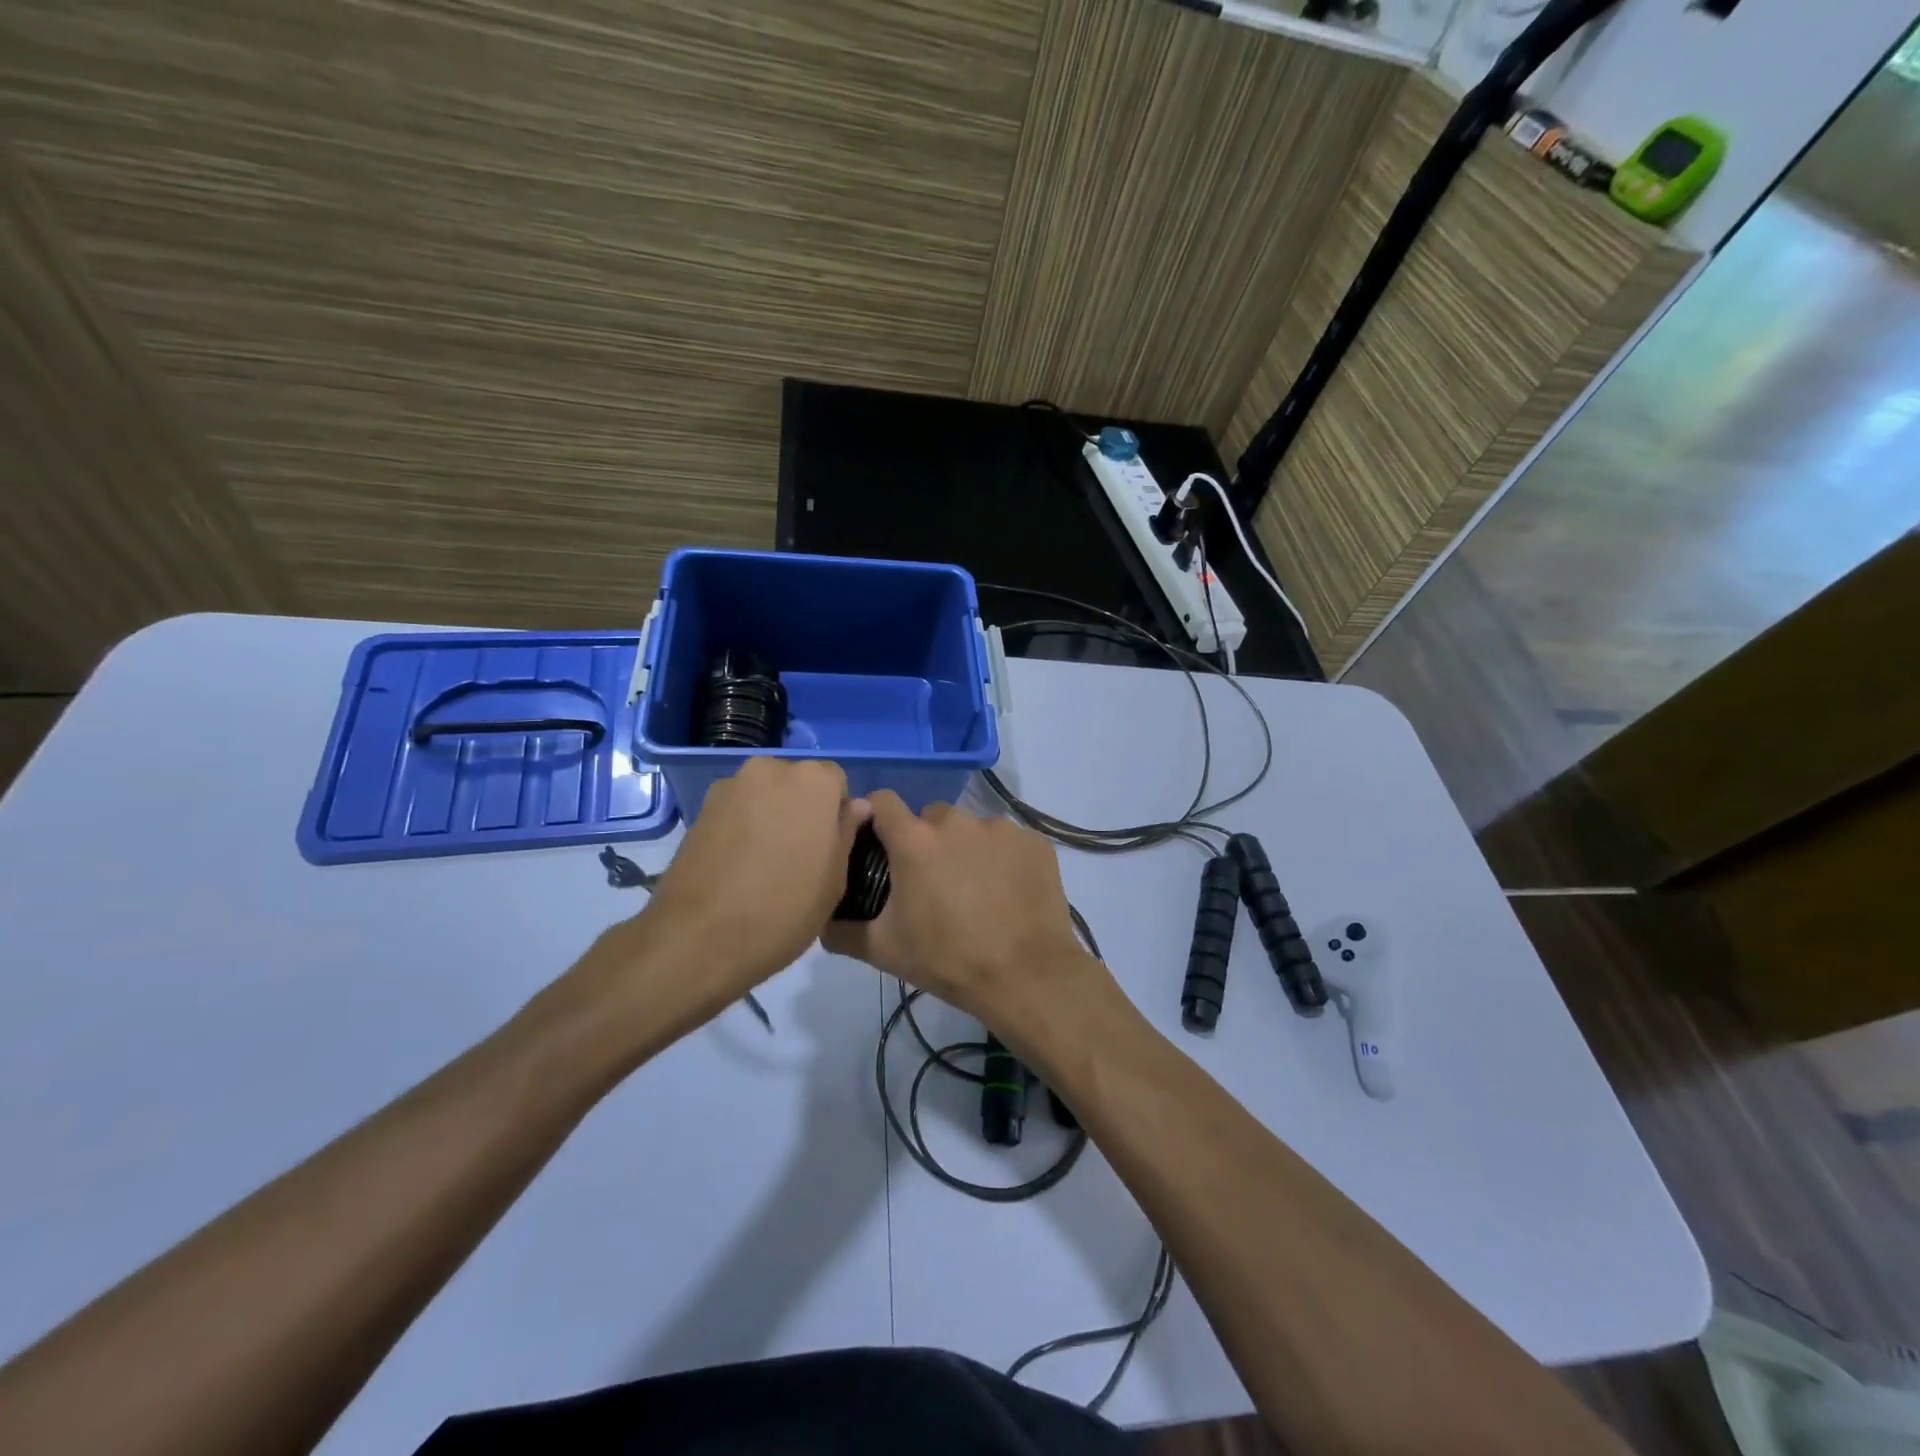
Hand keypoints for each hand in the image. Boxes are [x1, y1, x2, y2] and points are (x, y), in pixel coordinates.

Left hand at [626, 757, 870, 1000]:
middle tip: (799, 856)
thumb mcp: (834, 879)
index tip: (829, 847)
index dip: (835, 814)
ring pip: (764, 796)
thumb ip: (846, 832)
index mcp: (813, 781)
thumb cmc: (784, 908)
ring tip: (764, 865)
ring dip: (770, 817)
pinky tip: (737, 867)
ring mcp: (730, 786)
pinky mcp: (700, 808)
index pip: (836, 782)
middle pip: (797, 784)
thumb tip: (854, 807)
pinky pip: (736, 811)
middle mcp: (770, 769)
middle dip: (801, 810)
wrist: (698, 938)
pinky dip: (742, 828)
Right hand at [821, 792, 1106, 1029]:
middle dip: (926, 841)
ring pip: (971, 829)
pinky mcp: (1033, 841)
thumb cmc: (948, 960)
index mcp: (915, 840)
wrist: (1026, 976)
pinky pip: (1007, 842)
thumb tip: (821, 921)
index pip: (883, 801)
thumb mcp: (884, 950)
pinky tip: (1007, 894)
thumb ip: (842, 931)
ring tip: (975, 892)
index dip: (877, 817)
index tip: (879, 842)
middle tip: (932, 883)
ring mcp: (999, 828)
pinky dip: (1003, 860)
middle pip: (930, 817)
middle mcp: (956, 822)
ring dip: (966, 850)